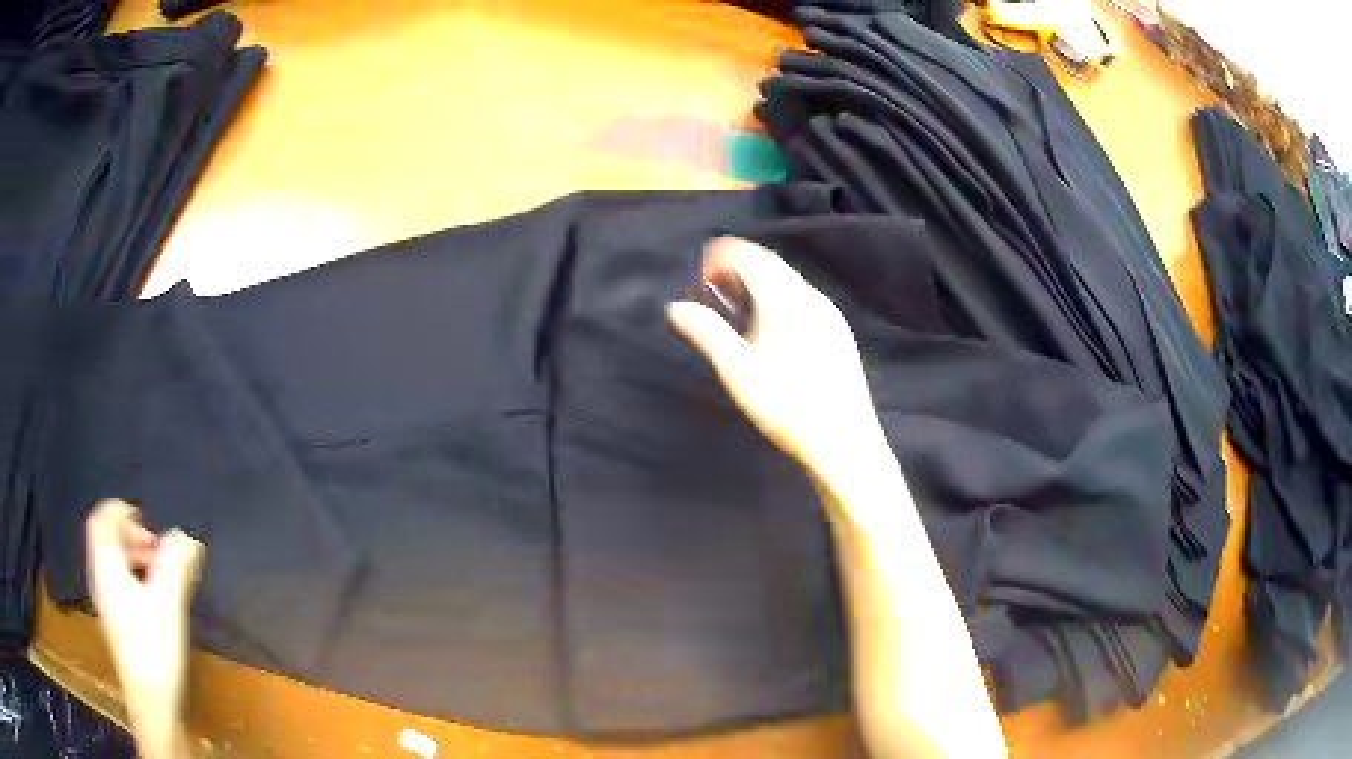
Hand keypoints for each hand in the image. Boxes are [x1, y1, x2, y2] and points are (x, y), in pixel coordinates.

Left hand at [86, 500, 201, 758]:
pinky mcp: (115, 622)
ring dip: (134, 555)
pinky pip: (117, 581)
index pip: (101, 518)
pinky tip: (154, 599)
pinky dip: (133, 575)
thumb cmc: (154, 650)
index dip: (120, 509)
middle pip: (106, 538)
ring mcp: (105, 601)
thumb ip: (175, 564)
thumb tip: (185, 535)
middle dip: (132, 533)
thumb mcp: (168, 604)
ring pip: (112, 561)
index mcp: (105, 566)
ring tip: (161, 573)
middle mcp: (99, 578)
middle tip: (159, 549)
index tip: (147, 518)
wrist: (151, 705)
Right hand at [667, 237, 888, 484]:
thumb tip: (675, 309)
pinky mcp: (838, 335)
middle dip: (737, 268)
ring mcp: (830, 316)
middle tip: (711, 287)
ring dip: (758, 283)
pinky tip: (770, 328)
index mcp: (785, 300)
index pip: (750, 257)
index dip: (720, 257)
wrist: (843, 441)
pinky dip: (778, 299)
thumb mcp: (738, 371)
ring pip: (789, 282)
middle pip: (770, 265)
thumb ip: (706, 333)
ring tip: (734, 306)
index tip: (699, 274)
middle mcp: (811, 298)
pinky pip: (804, 300)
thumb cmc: (787, 407)